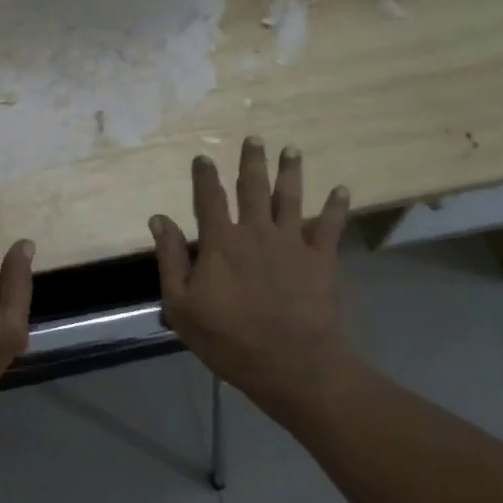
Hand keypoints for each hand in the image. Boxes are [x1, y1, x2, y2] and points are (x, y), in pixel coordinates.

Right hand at [150, 137, 352, 418]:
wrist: (292, 364)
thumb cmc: (229, 339)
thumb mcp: (181, 305)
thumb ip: (170, 259)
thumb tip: (159, 218)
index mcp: (221, 242)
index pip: (209, 199)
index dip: (204, 176)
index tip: (202, 157)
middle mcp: (256, 231)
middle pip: (253, 188)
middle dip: (252, 161)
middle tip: (254, 138)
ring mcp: (292, 242)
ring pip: (291, 197)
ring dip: (291, 171)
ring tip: (291, 149)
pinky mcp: (321, 258)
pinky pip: (330, 226)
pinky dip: (337, 206)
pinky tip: (342, 189)